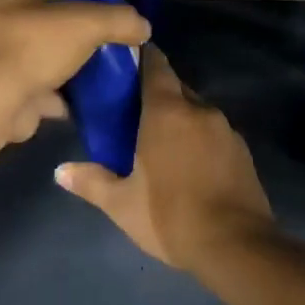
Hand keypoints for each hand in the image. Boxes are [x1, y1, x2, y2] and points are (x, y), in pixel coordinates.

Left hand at [0, 0, 149, 143]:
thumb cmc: (30, 43)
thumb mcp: (87, 22)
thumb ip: (118, 19)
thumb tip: (143, 26)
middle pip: (24, 13)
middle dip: (53, 26)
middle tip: (85, 33)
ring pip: (24, 50)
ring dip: (50, 61)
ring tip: (85, 67)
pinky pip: (22, 83)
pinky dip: (45, 91)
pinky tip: (74, 98)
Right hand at [54, 46, 272, 271]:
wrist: (237, 247)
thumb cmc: (170, 216)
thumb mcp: (122, 204)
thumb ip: (91, 182)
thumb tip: (60, 172)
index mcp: (167, 112)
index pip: (155, 65)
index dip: (141, 58)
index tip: (125, 61)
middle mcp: (199, 110)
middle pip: (175, 87)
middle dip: (156, 93)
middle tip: (133, 111)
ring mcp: (226, 129)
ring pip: (197, 111)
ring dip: (180, 118)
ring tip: (160, 140)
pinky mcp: (243, 151)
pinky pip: (214, 132)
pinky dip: (199, 138)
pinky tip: (189, 163)